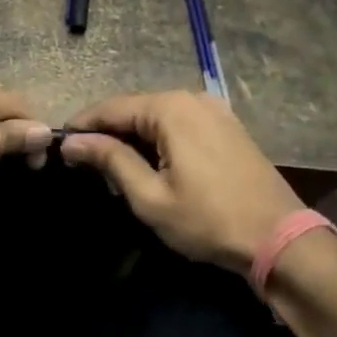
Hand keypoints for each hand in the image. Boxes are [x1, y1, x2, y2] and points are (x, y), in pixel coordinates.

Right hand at [60, 92, 305, 273]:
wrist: (278, 238)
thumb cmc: (207, 220)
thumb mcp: (149, 196)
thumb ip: (110, 160)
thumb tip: (72, 141)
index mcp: (170, 109)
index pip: (111, 108)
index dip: (82, 126)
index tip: (58, 147)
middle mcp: (193, 99)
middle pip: (135, 109)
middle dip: (107, 134)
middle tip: (84, 165)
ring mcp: (215, 111)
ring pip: (157, 117)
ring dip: (132, 138)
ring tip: (112, 170)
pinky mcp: (228, 127)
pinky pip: (180, 125)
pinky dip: (158, 140)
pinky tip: (150, 164)